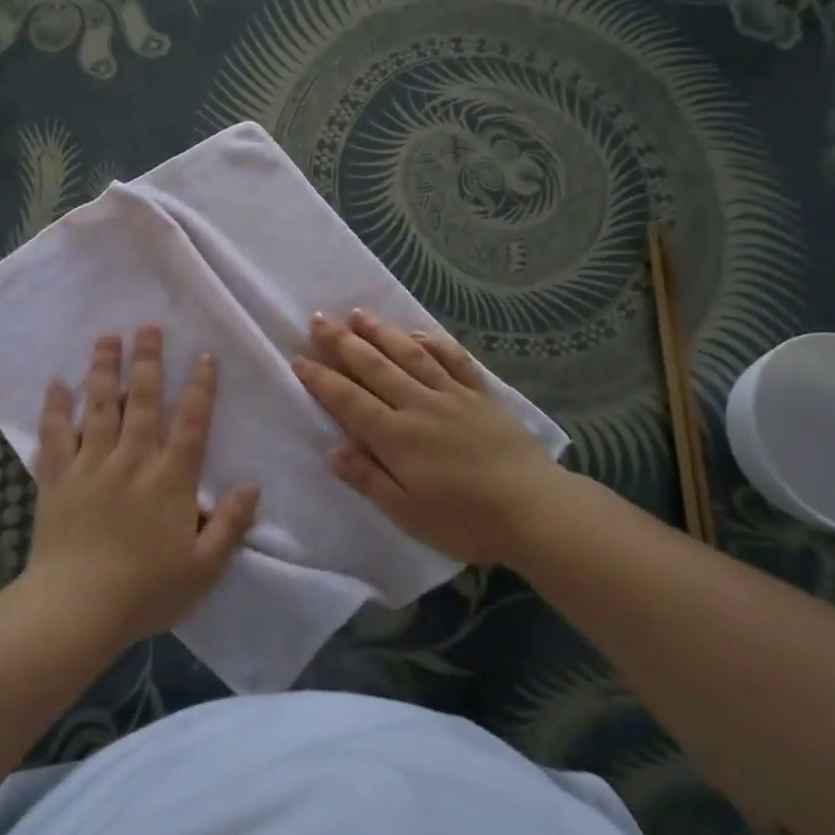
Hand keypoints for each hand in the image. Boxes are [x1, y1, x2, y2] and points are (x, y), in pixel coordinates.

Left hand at [26, 326, 259, 645]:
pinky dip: (55, 407)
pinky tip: (56, 382)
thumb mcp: (204, 569)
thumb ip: (230, 525)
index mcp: (170, 480)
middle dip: (147, 361)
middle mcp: (132, 461)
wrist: (76, 609)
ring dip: (103, 369)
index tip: (203, 355)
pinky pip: (55, 434)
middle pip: (141, 401)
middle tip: (148, 327)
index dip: (200, 388)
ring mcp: (91, 465)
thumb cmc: (145, 591)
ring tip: (106, 337)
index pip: (191, 423)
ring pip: (99, 407)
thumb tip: (252, 485)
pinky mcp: (57, 477)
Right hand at [291, 309, 575, 565]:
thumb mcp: (408, 513)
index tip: (299, 359)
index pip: (349, 400)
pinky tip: (418, 332)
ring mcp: (452, 395)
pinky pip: (453, 359)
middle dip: (342, 342)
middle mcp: (419, 405)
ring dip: (381, 332)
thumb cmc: (466, 520)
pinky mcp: (480, 395)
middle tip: (318, 319)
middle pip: (374, 367)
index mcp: (396, 437)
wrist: (536, 510)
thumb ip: (368, 479)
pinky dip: (433, 342)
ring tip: (358, 314)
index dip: (321, 379)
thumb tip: (332, 451)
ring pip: (409, 355)